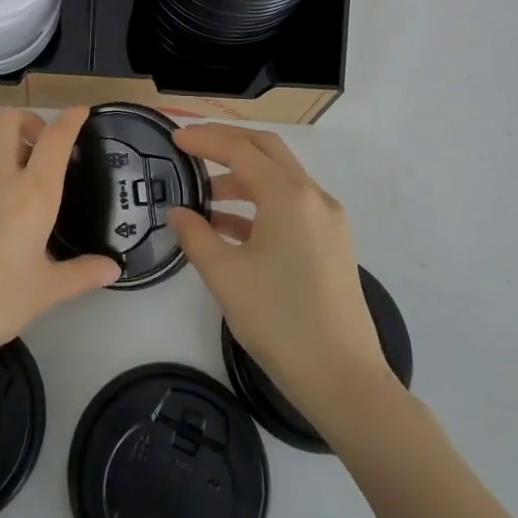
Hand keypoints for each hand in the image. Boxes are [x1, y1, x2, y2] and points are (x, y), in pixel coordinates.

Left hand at [0, 107, 120, 374]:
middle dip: (28, 121)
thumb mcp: (45, 292)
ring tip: (8, 160)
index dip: (70, 120)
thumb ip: (82, 274)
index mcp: (32, 193)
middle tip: (39, 146)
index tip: (80, 112)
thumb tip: (113, 268)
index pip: (55, 139)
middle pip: (9, 120)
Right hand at [168, 124, 387, 426]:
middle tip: (192, 146)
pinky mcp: (332, 244)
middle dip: (228, 143)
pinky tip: (230, 226)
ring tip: (204, 195)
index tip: (174, 138)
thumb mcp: (225, 276)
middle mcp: (314, 197)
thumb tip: (178, 212)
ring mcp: (328, 221)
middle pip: (267, 150)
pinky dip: (260, 204)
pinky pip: (291, 206)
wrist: (343, 379)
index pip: (240, 150)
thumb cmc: (280, 321)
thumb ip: (195, 235)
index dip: (205, 139)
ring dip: (243, 177)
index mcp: (289, 196)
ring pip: (281, 179)